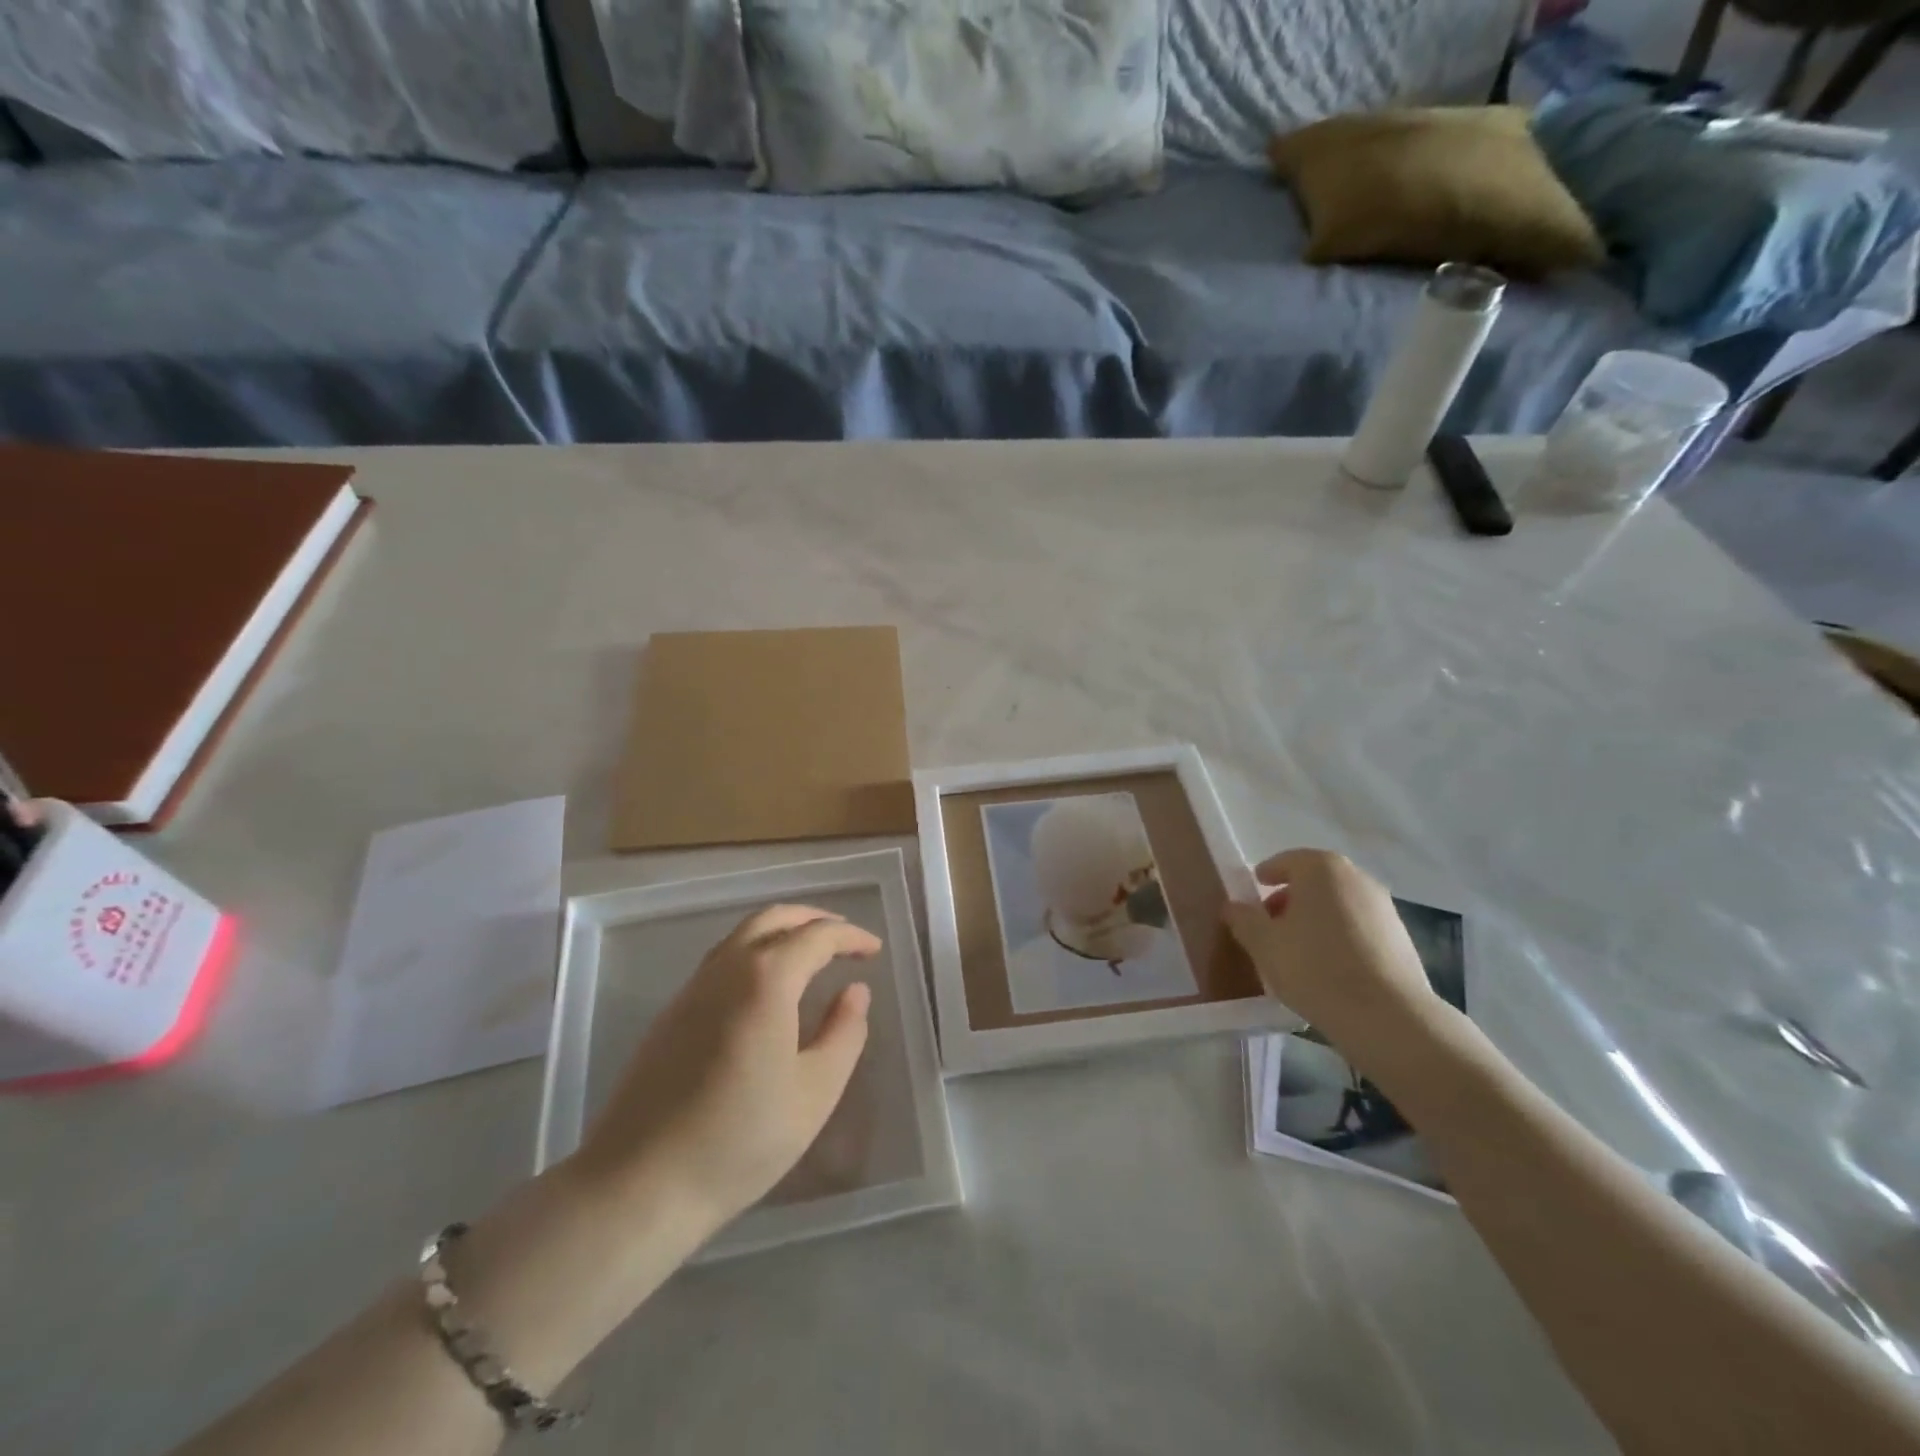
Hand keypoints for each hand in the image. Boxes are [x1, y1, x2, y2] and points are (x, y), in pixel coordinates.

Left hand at [569, 905, 878, 1235]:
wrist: (640, 1184)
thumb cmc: (740, 1140)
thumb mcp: (815, 1092)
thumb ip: (844, 1033)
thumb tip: (854, 991)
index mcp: (765, 979)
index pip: (816, 935)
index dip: (850, 936)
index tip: (873, 950)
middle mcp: (726, 968)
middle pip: (773, 918)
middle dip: (814, 919)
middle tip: (844, 938)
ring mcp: (692, 988)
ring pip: (742, 934)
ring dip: (782, 932)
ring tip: (810, 956)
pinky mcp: (672, 1012)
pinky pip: (722, 959)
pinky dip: (755, 952)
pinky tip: (767, 989)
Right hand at [1223, 849, 1447, 1058]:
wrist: (1387, 1016)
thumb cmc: (1314, 968)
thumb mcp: (1263, 944)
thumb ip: (1243, 919)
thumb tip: (1233, 906)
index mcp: (1321, 869)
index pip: (1285, 862)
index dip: (1265, 877)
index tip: (1252, 897)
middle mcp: (1356, 878)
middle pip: (1314, 882)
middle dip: (1290, 900)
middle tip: (1270, 927)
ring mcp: (1384, 907)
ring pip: (1338, 905)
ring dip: (1316, 920)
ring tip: (1298, 953)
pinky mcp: (1402, 938)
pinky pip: (1359, 928)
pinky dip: (1340, 938)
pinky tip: (1329, 969)